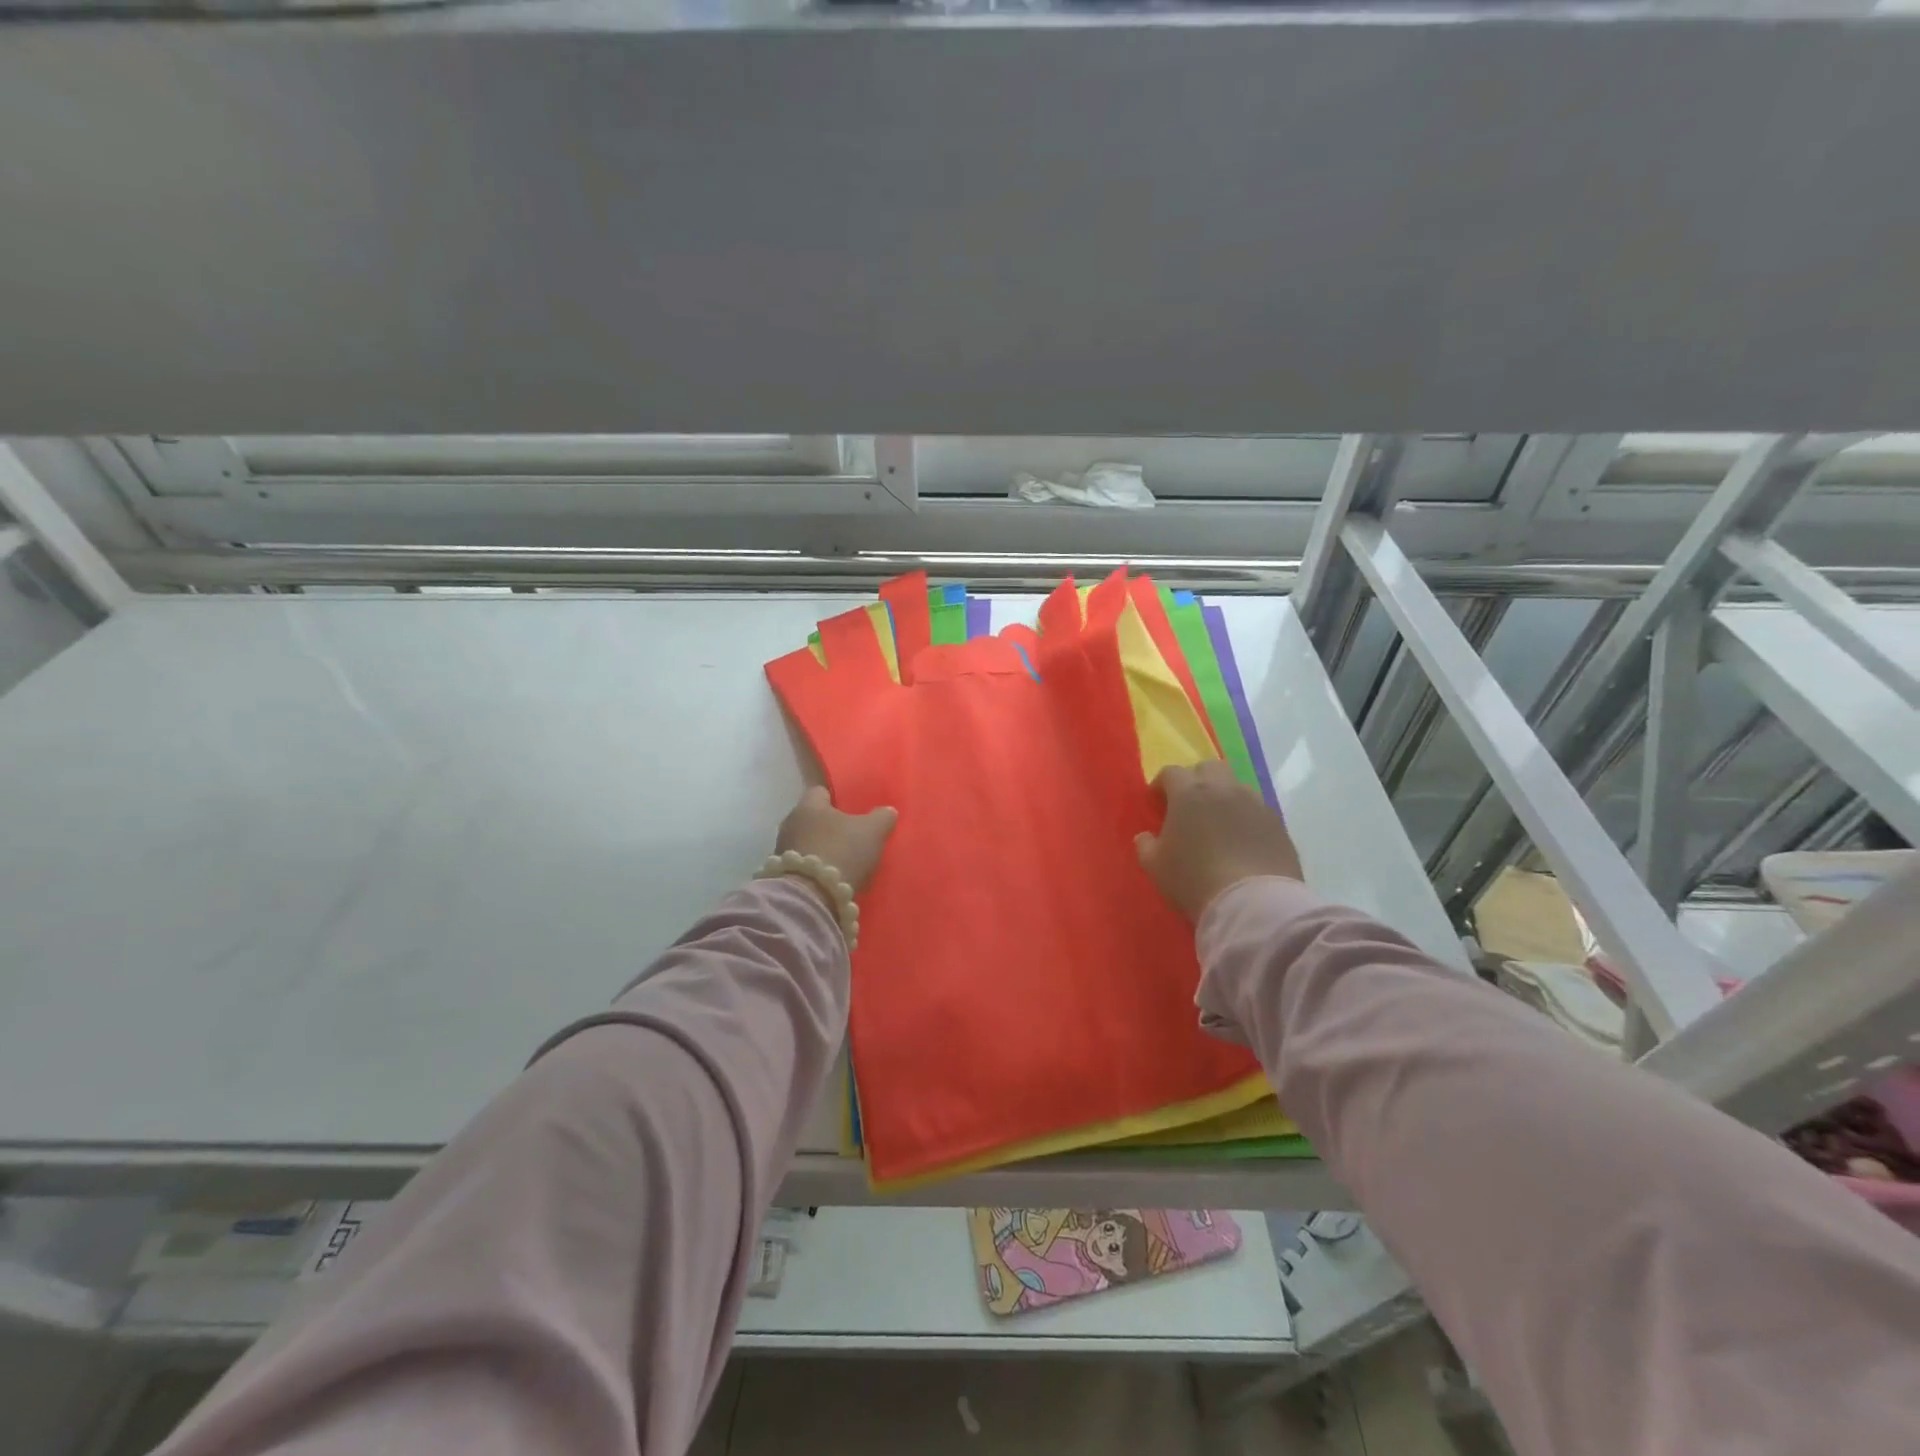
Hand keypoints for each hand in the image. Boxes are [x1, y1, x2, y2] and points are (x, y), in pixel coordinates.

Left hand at [775, 786, 897, 894]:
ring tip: (844, 859)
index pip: (822, 792)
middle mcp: (791, 822)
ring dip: (822, 848)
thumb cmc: (842, 851)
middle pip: (813, 818)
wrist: (811, 897)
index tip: (854, 809)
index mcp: (809, 805)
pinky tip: (833, 876)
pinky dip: (817, 867)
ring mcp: (783, 850)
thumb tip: (888, 811)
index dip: (839, 799)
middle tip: (852, 835)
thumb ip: (882, 817)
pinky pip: (804, 864)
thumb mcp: (872, 831)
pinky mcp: (783, 874)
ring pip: (807, 842)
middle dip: (830, 825)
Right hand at [1135, 761, 1302, 920]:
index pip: (1171, 772)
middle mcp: (1224, 789)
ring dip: (1223, 798)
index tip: (1157, 803)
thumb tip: (1147, 836)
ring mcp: (1255, 804)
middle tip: (1188, 806)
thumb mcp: (1155, 866)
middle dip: (1196, 781)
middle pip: (1208, 768)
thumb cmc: (1195, 880)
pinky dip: (1245, 818)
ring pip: (1236, 787)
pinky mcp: (1278, 824)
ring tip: (1218, 824)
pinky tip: (1241, 841)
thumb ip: (1145, 845)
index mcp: (1189, 793)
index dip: (1161, 785)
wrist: (1253, 903)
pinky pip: (1256, 810)